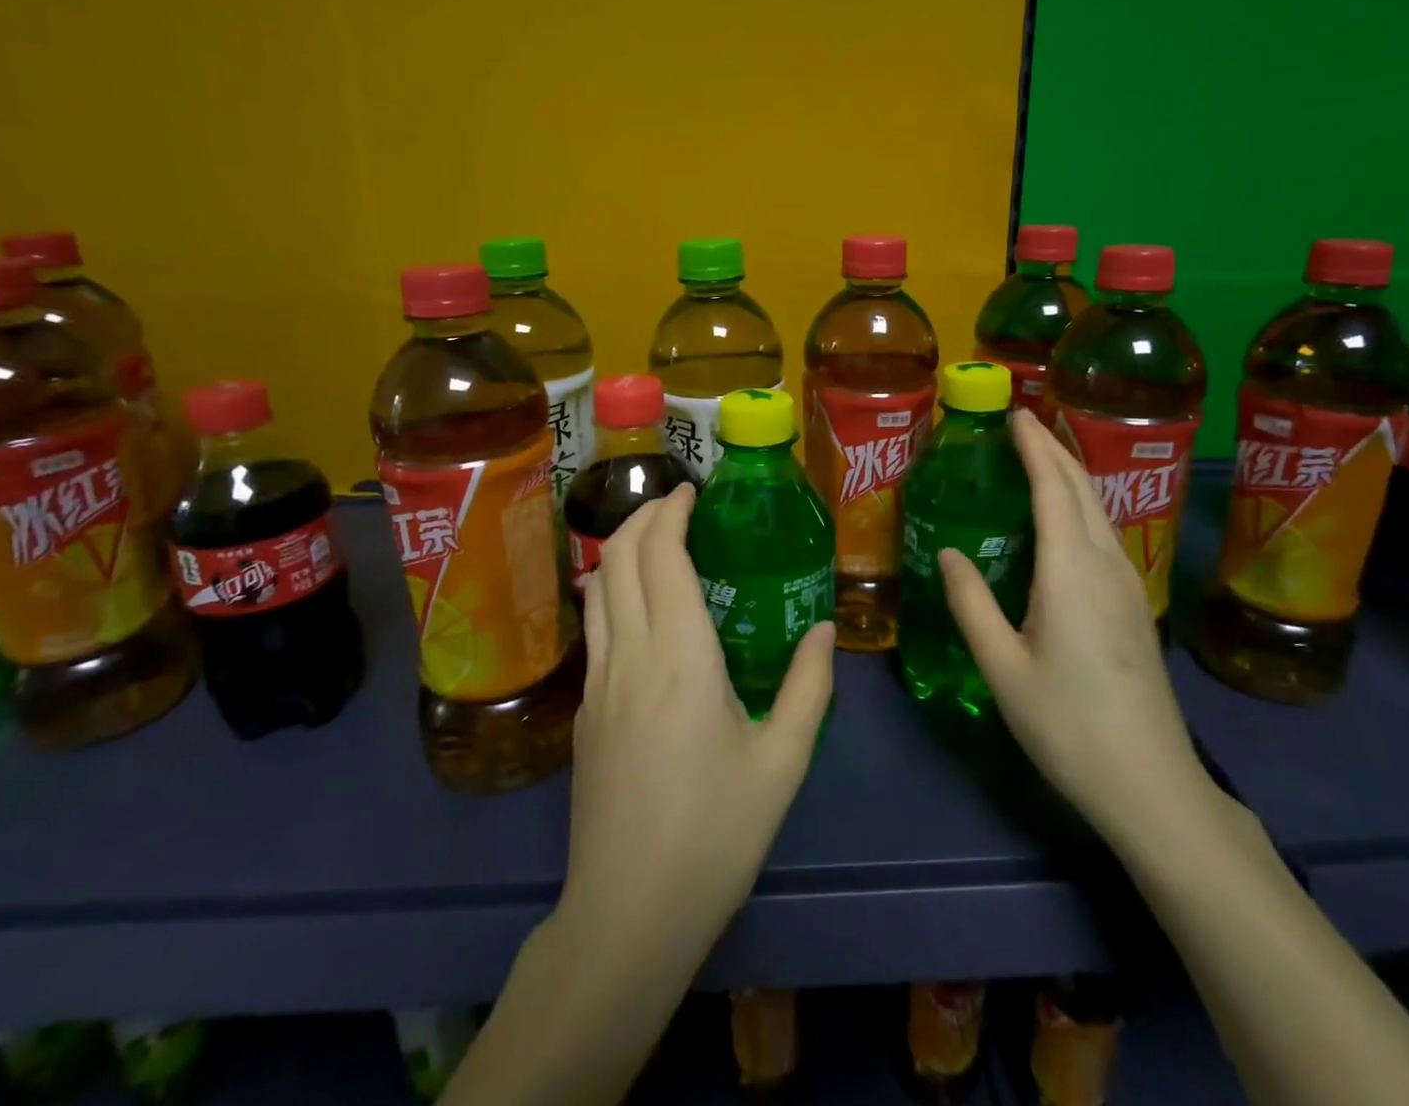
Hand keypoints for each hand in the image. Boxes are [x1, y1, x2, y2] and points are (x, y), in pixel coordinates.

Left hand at [560, 484, 836, 965]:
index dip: (670, 513)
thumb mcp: (783, 763)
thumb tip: (824, 629)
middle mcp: (630, 655)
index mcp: (681, 657)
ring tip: (654, 540)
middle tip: (675, 505)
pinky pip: (594, 626)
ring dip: (619, 549)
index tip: (690, 492)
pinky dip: (612, 589)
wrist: (627, 916)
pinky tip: (638, 605)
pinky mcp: (584, 711)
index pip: (661, 557)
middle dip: (642, 517)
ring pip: (597, 589)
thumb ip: (808, 687)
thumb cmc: (715, 835)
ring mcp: (597, 683)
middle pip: (617, 559)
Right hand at [939, 410, 1209, 846]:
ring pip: (1099, 508)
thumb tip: (948, 552)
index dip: (1034, 446)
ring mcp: (1128, 583)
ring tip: (1038, 457)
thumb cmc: (1068, 725)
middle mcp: (1106, 564)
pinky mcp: (1135, 604)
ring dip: (1069, 474)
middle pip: (1082, 488)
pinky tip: (1063, 518)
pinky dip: (1080, 504)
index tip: (1014, 413)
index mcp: (1070, 571)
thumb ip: (971, 603)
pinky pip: (1105, 532)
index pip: (1053, 487)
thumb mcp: (1002, 668)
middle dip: (1054, 448)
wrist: (1152, 785)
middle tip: (1021, 423)